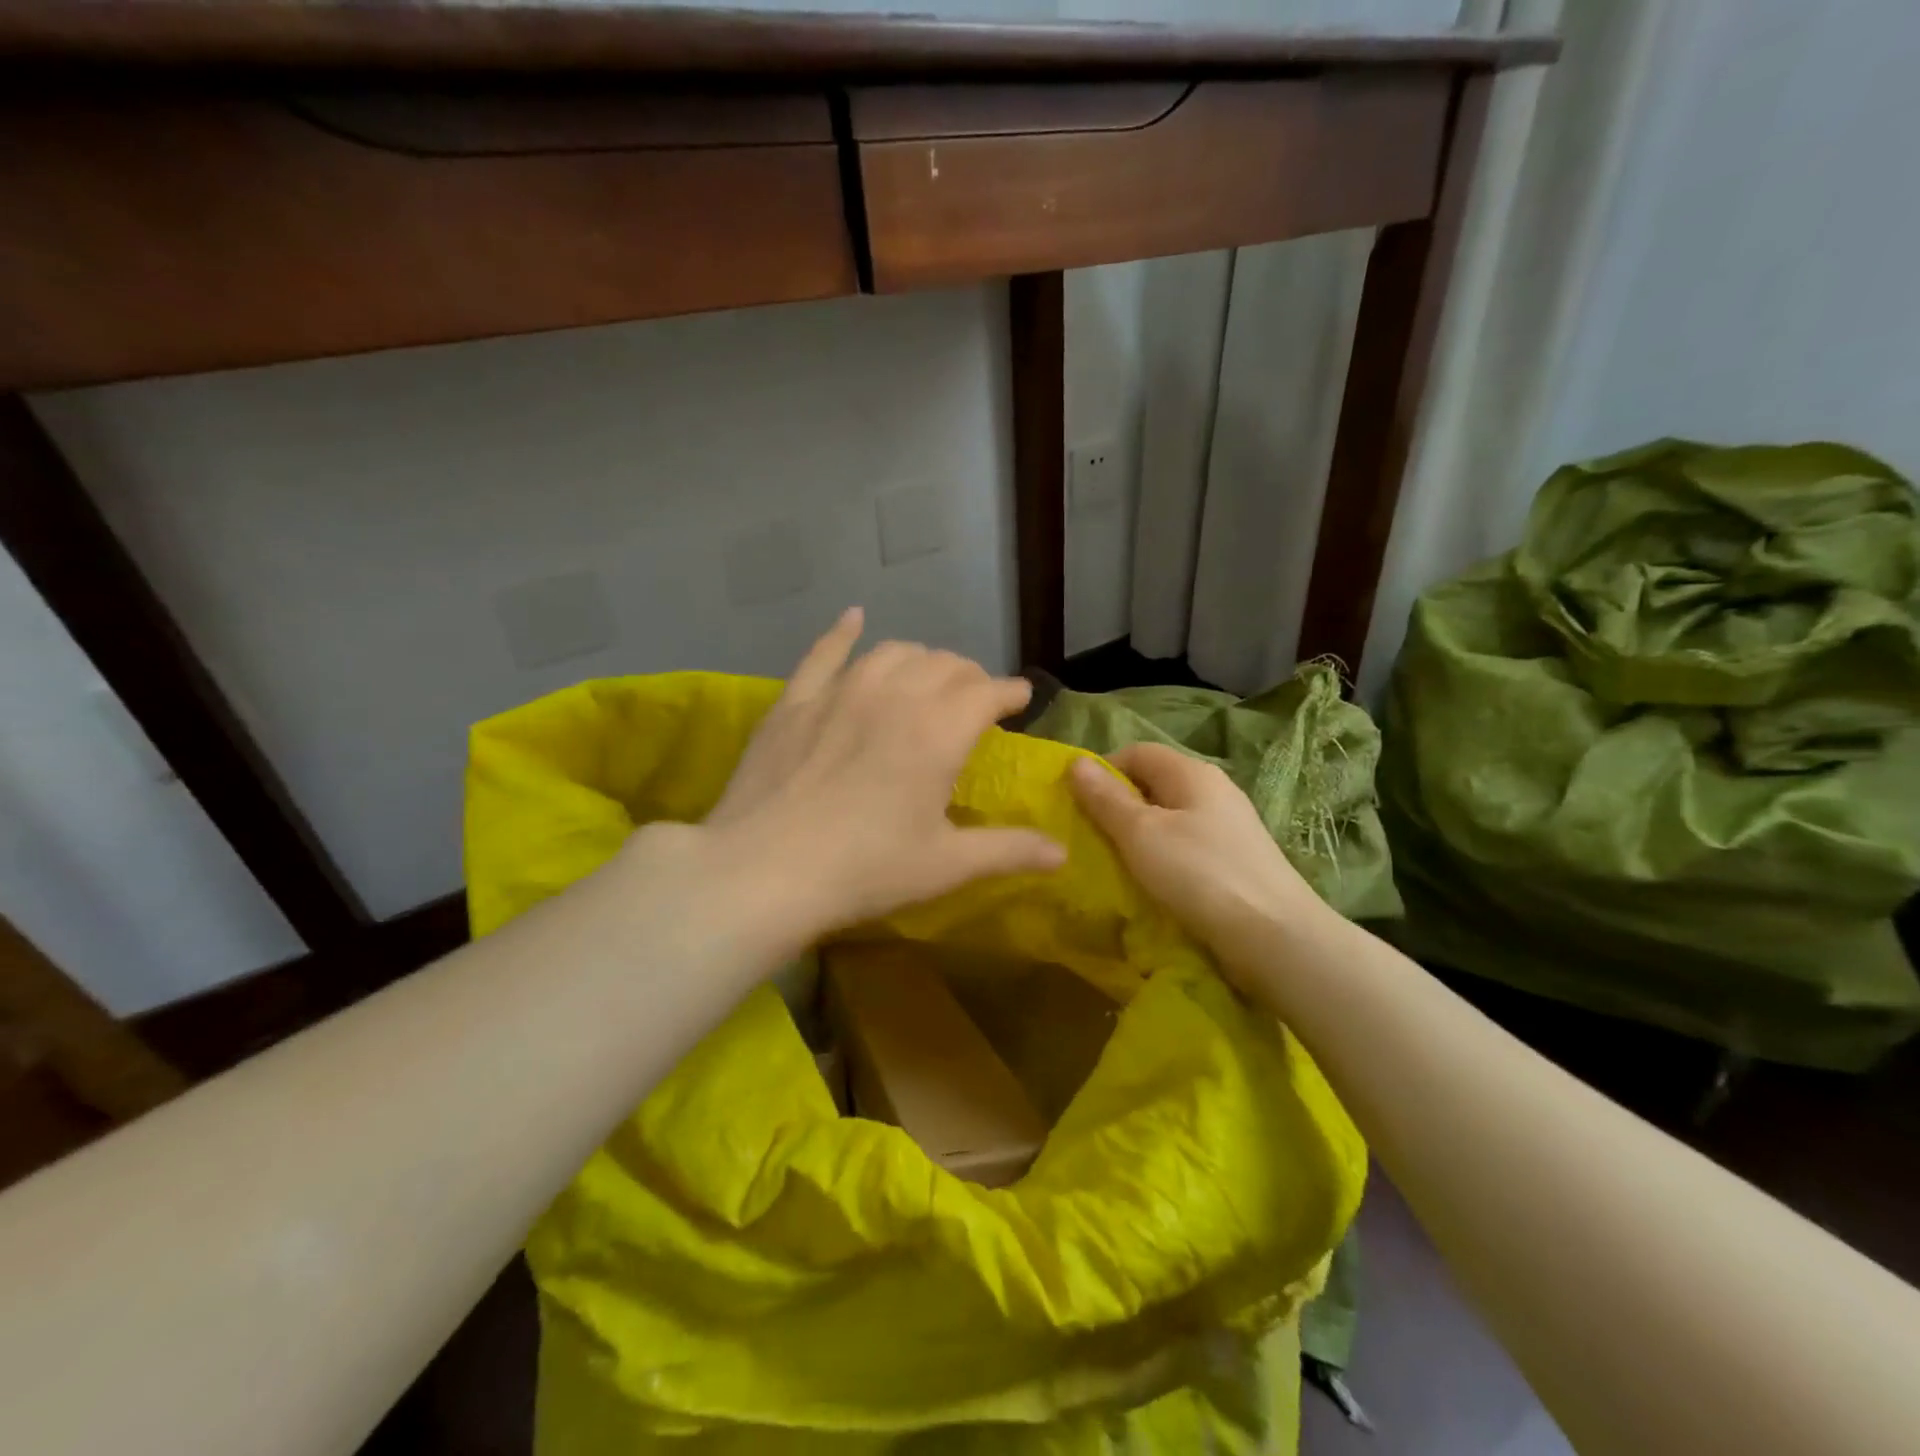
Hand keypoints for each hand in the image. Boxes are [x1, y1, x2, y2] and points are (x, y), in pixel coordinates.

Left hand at [698, 608, 1064, 944]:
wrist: (763, 871)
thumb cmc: (864, 869)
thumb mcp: (945, 866)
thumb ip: (1008, 851)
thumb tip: (1062, 852)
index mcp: (939, 731)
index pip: (987, 692)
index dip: (1010, 692)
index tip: (1020, 698)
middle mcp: (895, 695)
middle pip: (944, 666)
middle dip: (969, 677)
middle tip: (974, 700)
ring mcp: (840, 691)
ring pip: (893, 652)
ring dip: (920, 659)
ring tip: (927, 677)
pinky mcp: (795, 700)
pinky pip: (825, 651)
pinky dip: (844, 632)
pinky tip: (854, 618)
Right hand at [1069, 744, 1331, 970]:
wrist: (1276, 937)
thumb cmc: (1200, 875)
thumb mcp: (1141, 834)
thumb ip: (1106, 798)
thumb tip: (1076, 762)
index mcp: (1192, 773)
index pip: (1137, 751)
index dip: (1103, 770)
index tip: (1077, 803)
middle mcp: (1214, 791)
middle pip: (1154, 784)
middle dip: (1118, 805)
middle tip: (1089, 836)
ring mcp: (1229, 827)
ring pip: (1170, 818)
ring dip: (1138, 836)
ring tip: (1114, 862)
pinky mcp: (1235, 861)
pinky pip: (1186, 847)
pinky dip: (1162, 858)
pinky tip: (1151, 883)